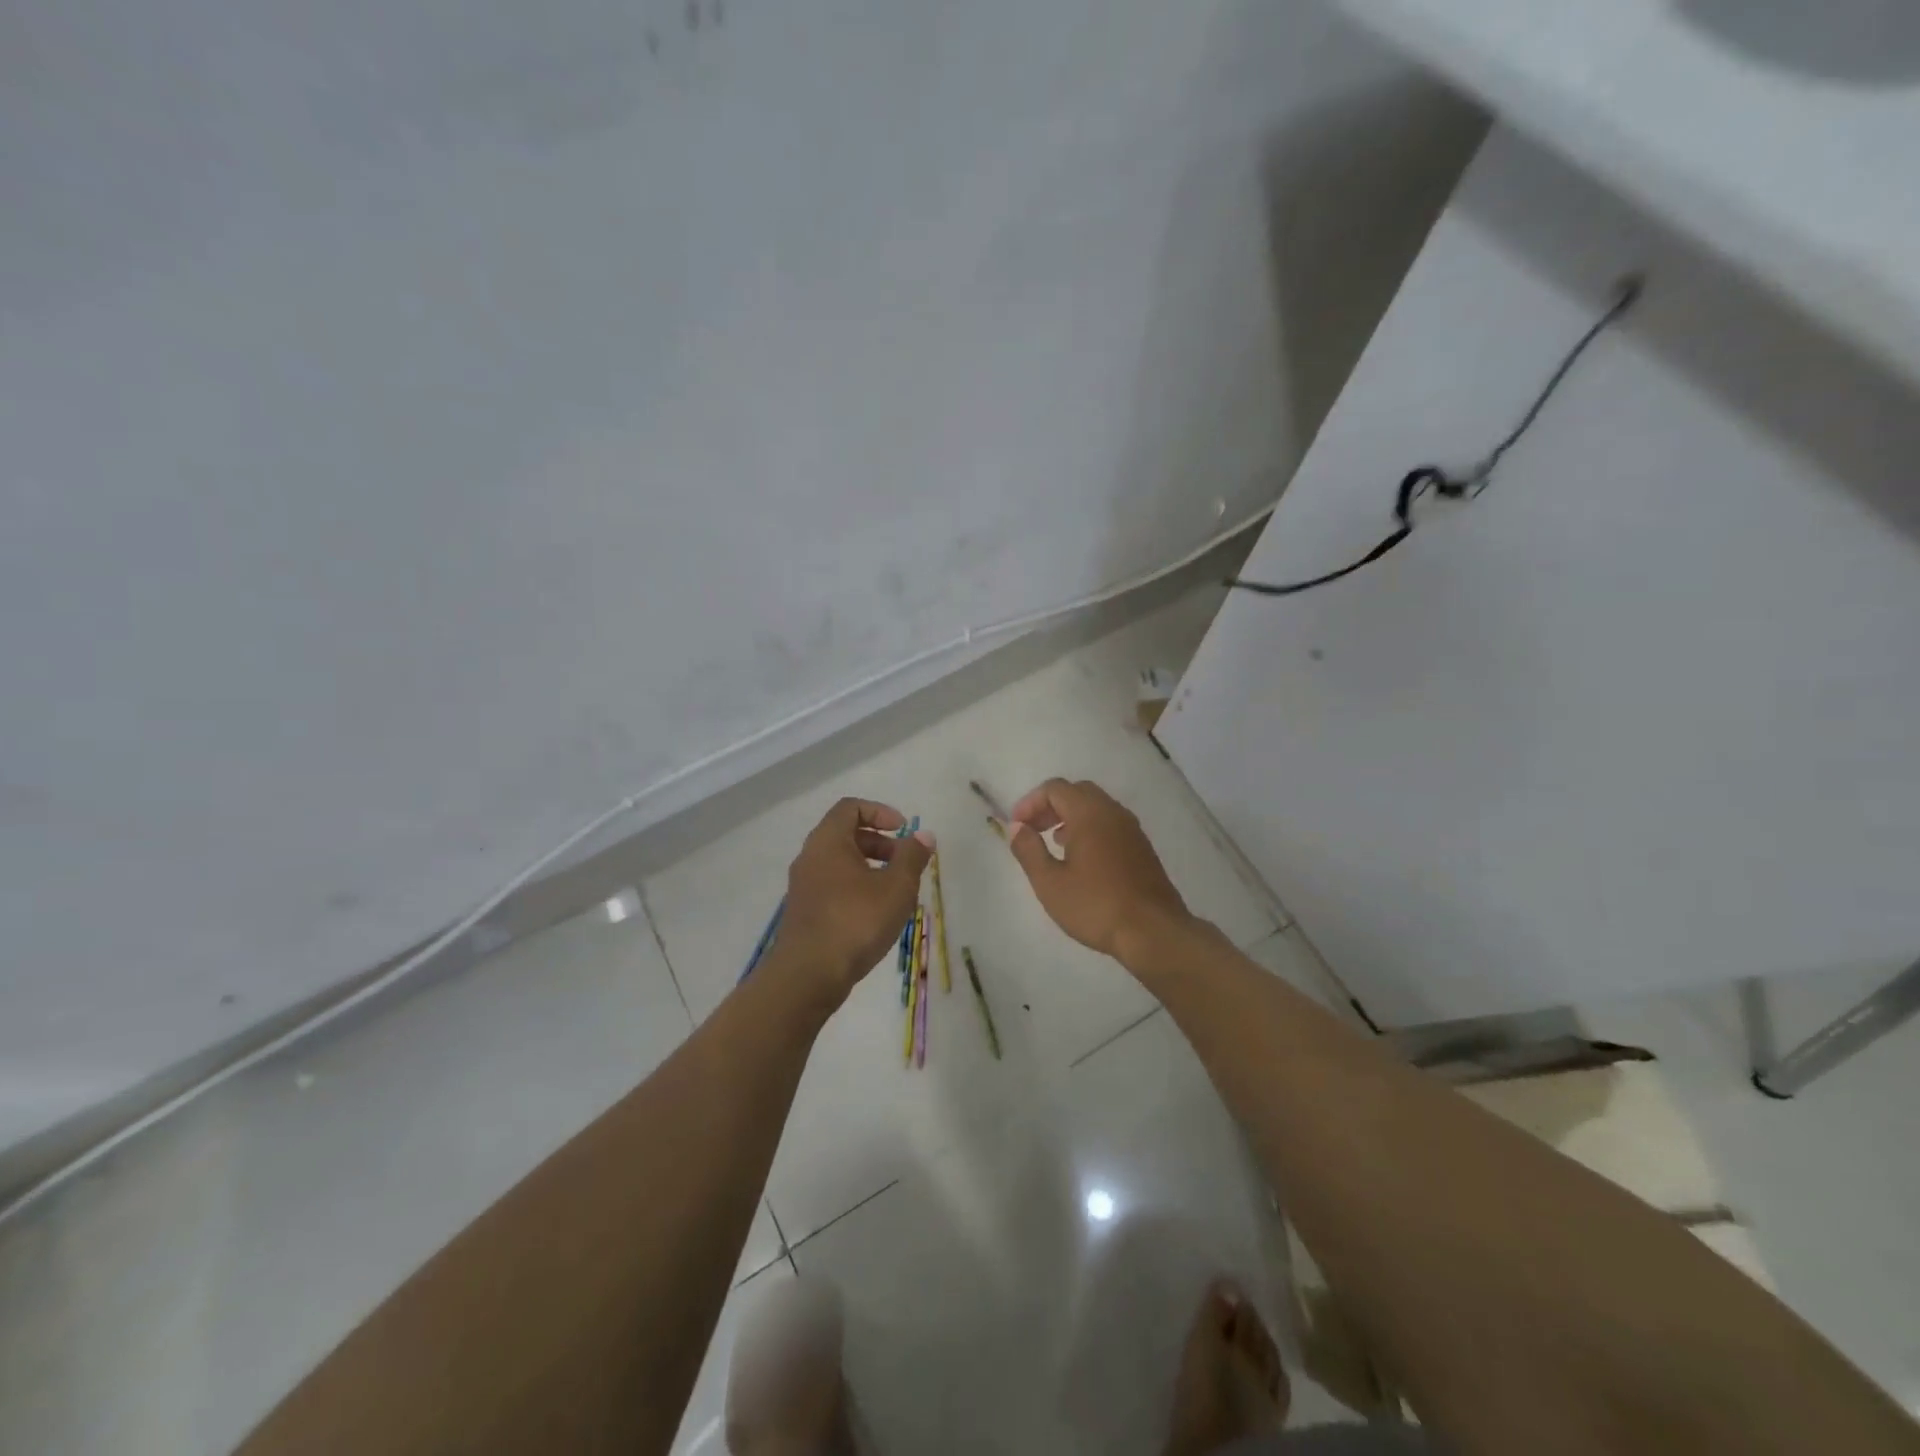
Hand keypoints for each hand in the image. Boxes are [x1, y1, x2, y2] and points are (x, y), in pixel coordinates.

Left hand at [773, 797, 932, 1008]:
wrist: (808, 976)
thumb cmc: (855, 922)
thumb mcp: (896, 887)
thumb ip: (912, 857)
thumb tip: (923, 835)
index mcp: (827, 842)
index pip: (850, 807)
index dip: (880, 812)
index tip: (903, 830)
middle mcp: (810, 857)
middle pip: (845, 834)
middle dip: (879, 841)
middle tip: (904, 861)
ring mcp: (803, 886)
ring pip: (839, 862)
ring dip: (869, 866)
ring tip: (894, 890)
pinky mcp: (804, 911)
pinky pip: (832, 885)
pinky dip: (855, 886)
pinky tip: (875, 914)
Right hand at [1005, 779, 1192, 965]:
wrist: (1154, 932)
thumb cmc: (1096, 906)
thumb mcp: (1050, 883)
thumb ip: (1029, 850)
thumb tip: (1017, 827)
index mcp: (1089, 813)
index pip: (1054, 788)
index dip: (1030, 803)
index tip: (1017, 827)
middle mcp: (1113, 812)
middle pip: (1077, 792)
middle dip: (1050, 806)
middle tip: (1034, 830)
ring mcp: (1132, 829)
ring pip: (1096, 807)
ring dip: (1070, 817)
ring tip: (1054, 843)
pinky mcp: (1142, 847)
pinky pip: (1110, 823)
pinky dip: (1090, 828)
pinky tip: (1081, 859)